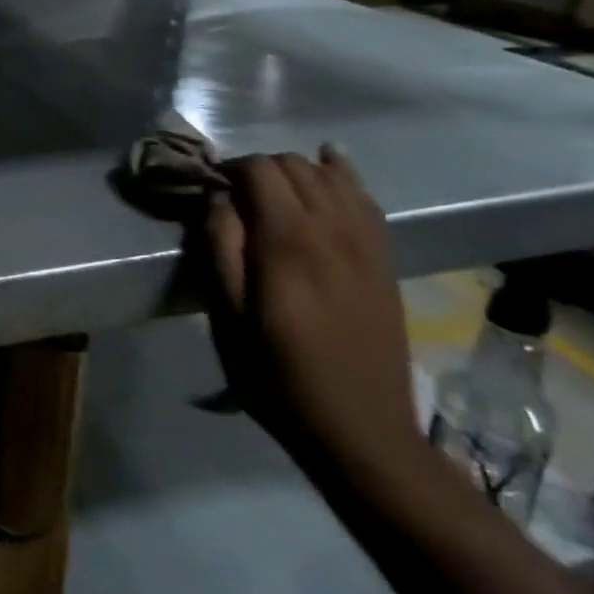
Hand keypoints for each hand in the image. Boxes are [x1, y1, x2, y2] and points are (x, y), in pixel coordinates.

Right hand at [203, 148, 420, 479]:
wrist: (360, 428)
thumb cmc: (277, 374)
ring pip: (331, 175)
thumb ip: (219, 248)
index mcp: (289, 242)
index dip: (229, 170)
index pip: (260, 170)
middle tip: (234, 198)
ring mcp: (367, 243)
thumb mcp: (227, 316)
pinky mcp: (385, 259)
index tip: (208, 191)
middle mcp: (333, 229)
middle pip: (294, 165)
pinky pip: (367, 198)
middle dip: (258, 169)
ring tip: (270, 193)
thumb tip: (217, 200)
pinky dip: (344, 176)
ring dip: (295, 171)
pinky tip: (330, 166)